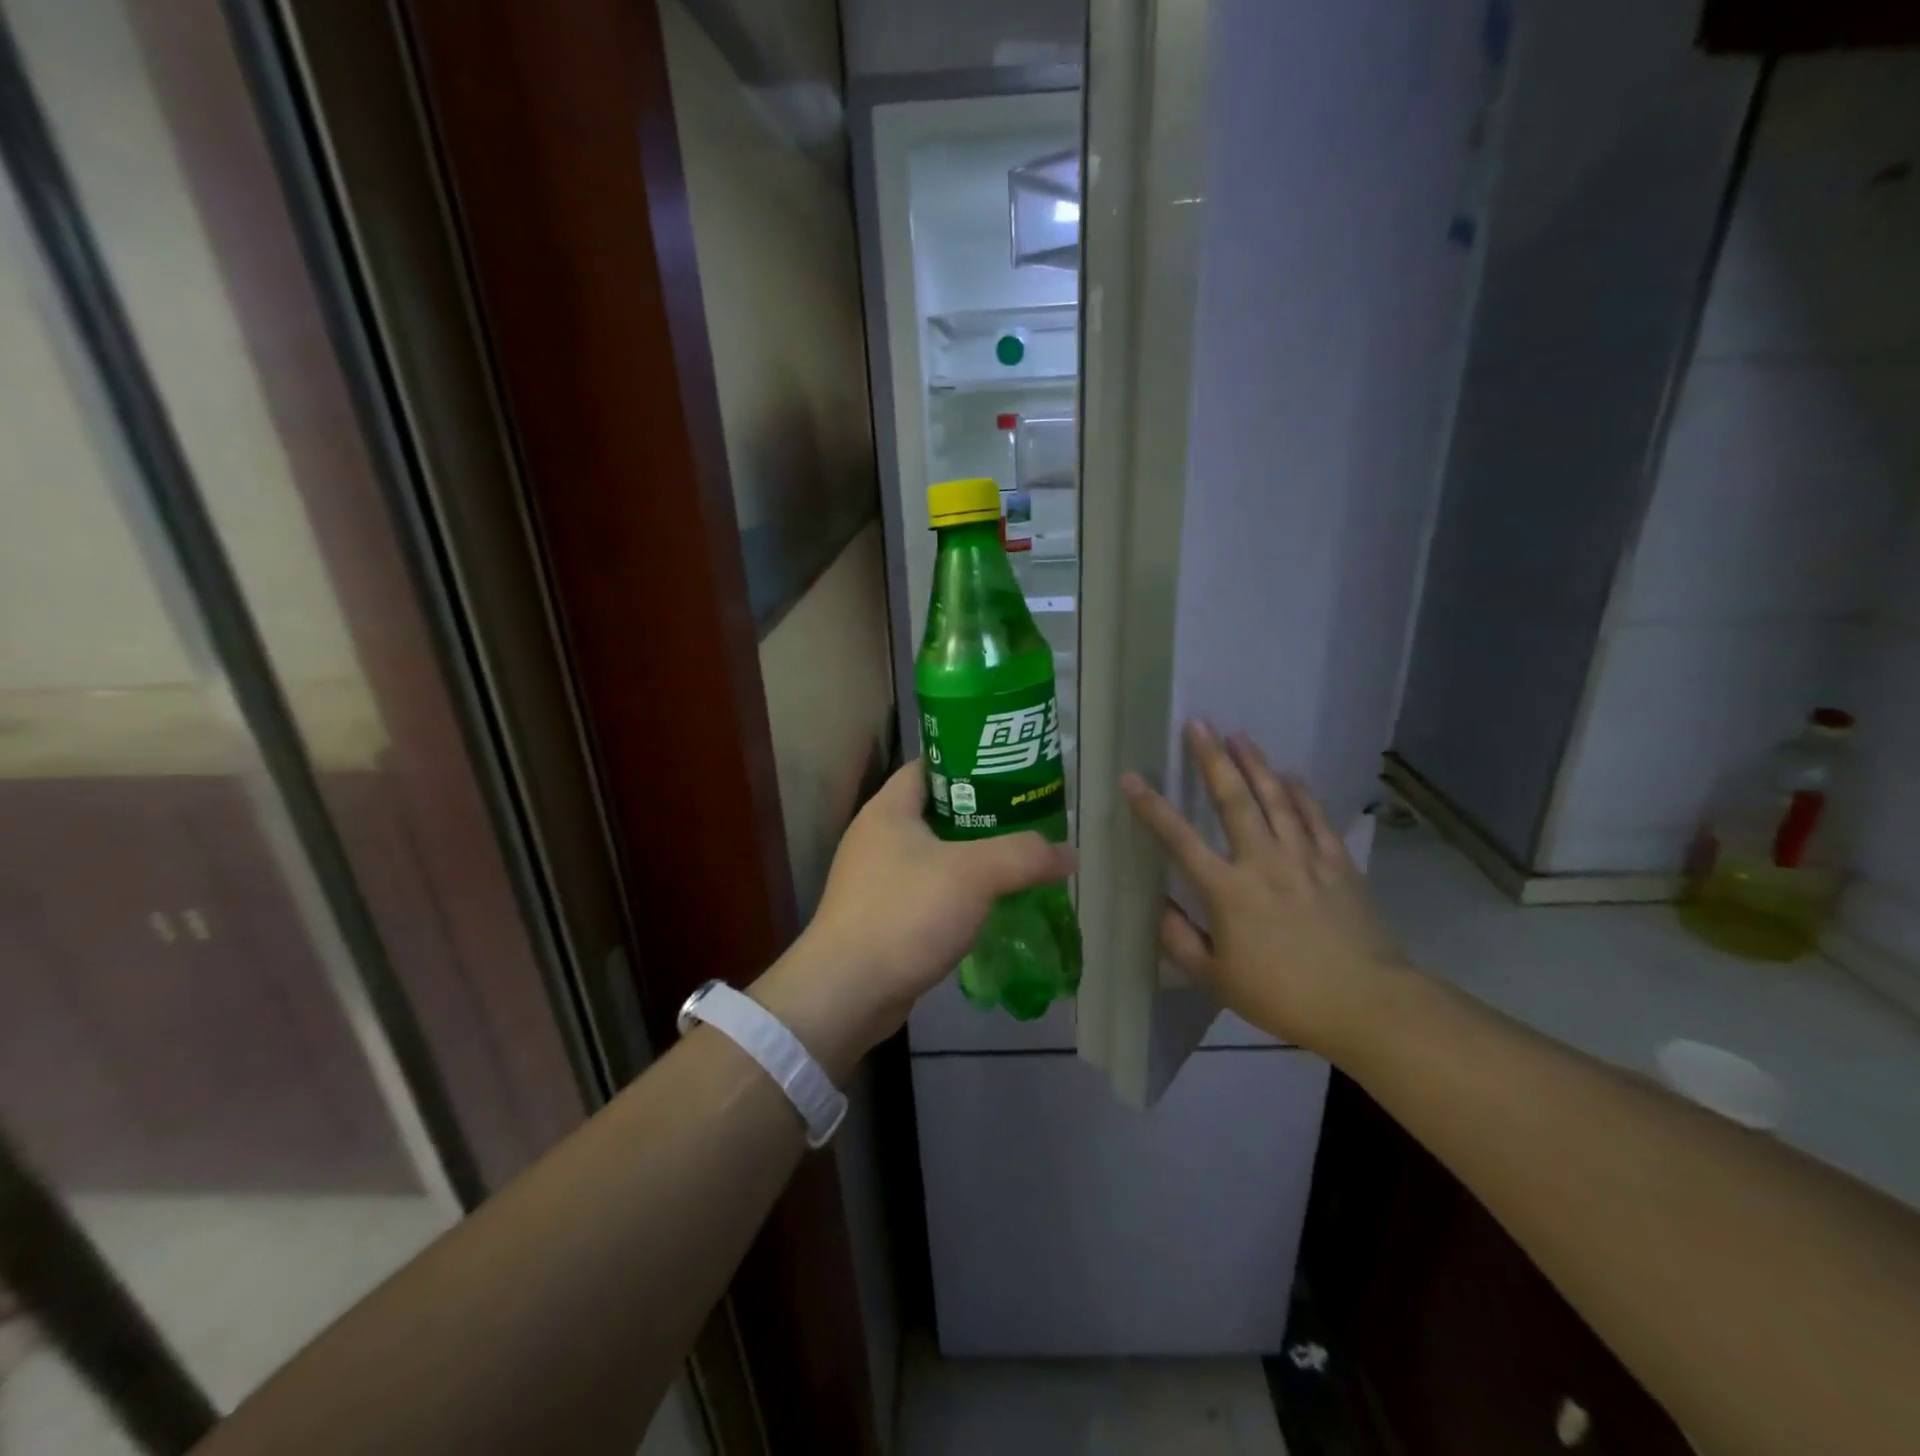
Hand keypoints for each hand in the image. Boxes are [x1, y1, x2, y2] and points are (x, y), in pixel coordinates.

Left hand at [755, 761, 1075, 1077]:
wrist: (847, 993)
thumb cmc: (905, 913)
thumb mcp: (973, 874)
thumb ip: (1024, 855)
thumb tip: (1068, 853)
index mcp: (889, 809)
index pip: (931, 765)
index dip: (972, 762)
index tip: (1014, 771)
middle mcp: (879, 837)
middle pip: (939, 810)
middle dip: (985, 814)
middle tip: (1030, 818)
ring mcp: (878, 879)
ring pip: (938, 855)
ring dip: (976, 857)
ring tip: (1021, 859)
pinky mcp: (885, 916)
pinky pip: (931, 892)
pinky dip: (961, 893)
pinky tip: (993, 905)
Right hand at [1121, 721, 1411, 1055]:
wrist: (1366, 1003)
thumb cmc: (1283, 995)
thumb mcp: (1217, 980)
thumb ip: (1181, 942)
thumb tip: (1158, 909)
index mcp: (1228, 890)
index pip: (1180, 840)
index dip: (1152, 807)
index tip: (1132, 777)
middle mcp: (1263, 861)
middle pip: (1234, 799)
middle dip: (1213, 759)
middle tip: (1199, 724)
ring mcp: (1304, 858)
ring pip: (1277, 799)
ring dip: (1256, 764)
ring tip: (1240, 735)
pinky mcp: (1338, 864)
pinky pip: (1316, 818)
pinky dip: (1303, 794)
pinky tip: (1293, 776)